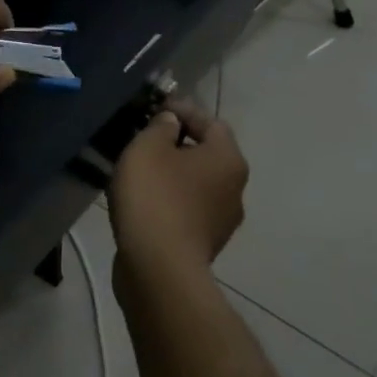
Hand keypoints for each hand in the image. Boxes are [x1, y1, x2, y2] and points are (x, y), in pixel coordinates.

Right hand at [108, 97, 248, 279]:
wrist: (158, 268)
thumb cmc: (155, 196)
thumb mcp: (148, 147)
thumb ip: (160, 127)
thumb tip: (171, 123)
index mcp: (228, 159)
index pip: (211, 121)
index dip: (183, 110)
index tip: (154, 108)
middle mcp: (235, 188)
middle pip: (207, 153)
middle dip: (178, 143)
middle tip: (145, 139)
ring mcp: (223, 221)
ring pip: (197, 183)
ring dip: (173, 173)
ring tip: (141, 170)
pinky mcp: (205, 245)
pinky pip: (188, 209)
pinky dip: (170, 200)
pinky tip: (145, 201)